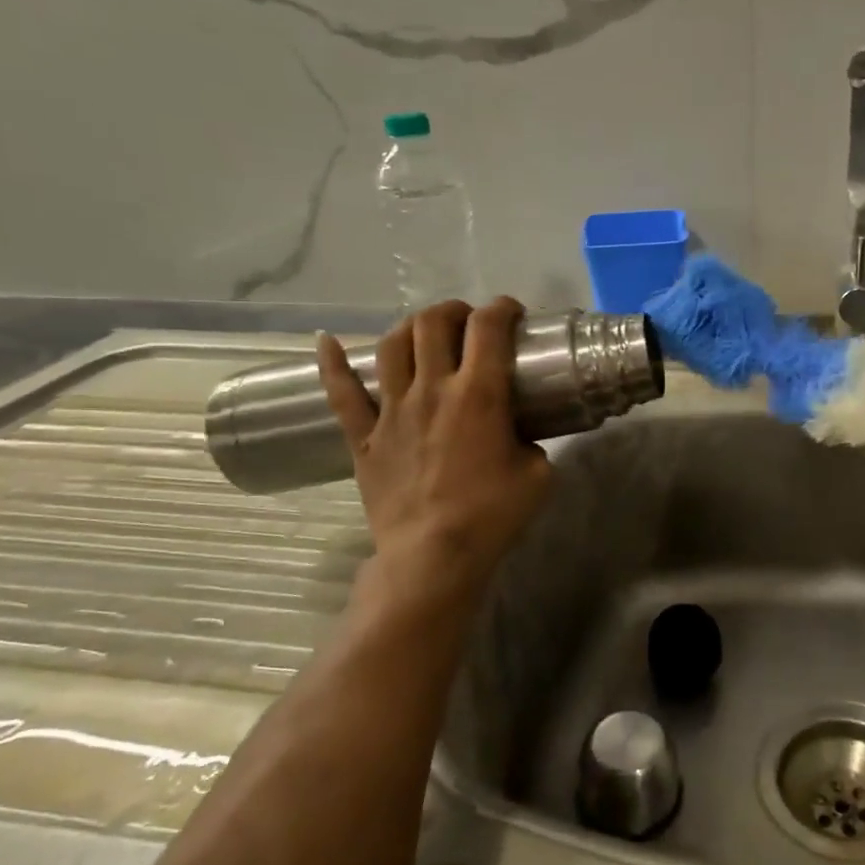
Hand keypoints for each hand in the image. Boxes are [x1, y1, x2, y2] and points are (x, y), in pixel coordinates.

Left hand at [316, 299, 551, 609]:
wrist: (434, 555)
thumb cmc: (493, 514)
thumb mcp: (539, 474)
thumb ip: (532, 442)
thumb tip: (520, 435)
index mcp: (479, 393)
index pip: (488, 327)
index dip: (502, 308)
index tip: (512, 313)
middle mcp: (432, 389)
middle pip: (434, 324)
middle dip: (455, 310)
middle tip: (470, 321)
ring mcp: (392, 410)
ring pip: (392, 346)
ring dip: (410, 326)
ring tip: (424, 330)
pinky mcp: (365, 437)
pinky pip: (341, 393)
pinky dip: (331, 363)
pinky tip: (326, 341)